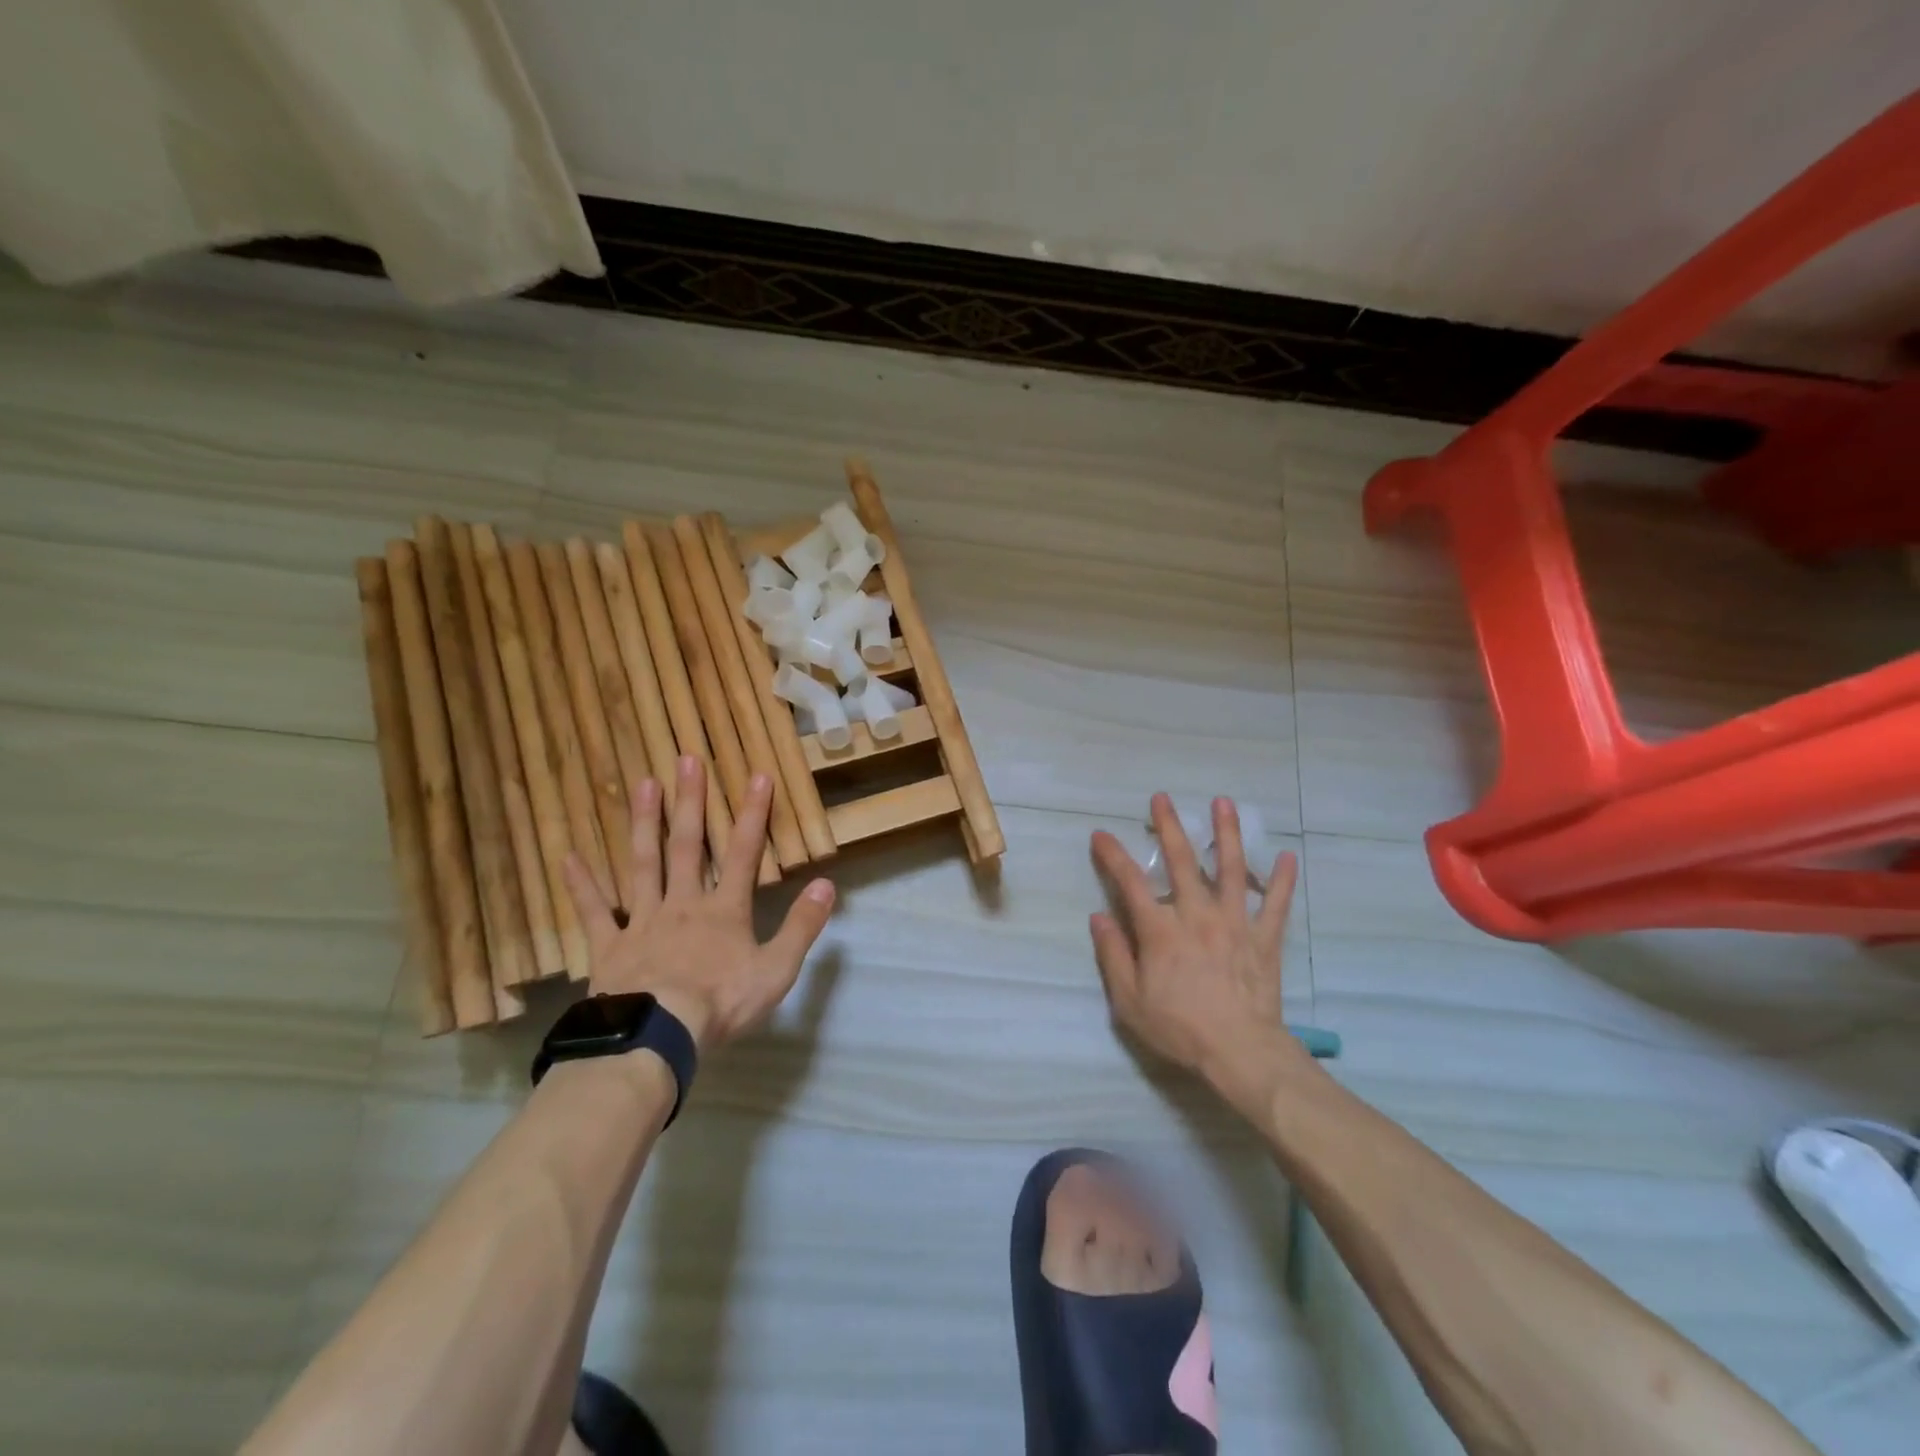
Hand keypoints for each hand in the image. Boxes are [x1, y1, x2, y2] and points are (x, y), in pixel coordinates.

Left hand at [564, 756, 834, 1052]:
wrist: (657, 1037)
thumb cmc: (720, 1003)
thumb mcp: (776, 970)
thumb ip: (801, 926)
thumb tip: (826, 885)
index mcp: (723, 910)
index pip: (743, 853)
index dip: (753, 814)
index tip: (757, 776)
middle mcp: (682, 904)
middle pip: (688, 846)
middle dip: (690, 802)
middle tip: (685, 760)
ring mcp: (642, 921)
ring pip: (643, 864)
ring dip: (645, 823)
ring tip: (643, 784)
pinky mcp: (610, 946)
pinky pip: (594, 912)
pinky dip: (582, 886)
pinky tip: (568, 858)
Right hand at [1089, 794, 1301, 1106]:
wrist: (1240, 1052)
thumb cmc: (1180, 1028)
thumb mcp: (1129, 1001)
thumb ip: (1113, 955)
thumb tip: (1099, 917)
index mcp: (1161, 930)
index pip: (1130, 883)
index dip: (1113, 855)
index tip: (1101, 835)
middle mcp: (1197, 915)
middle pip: (1182, 861)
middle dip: (1169, 826)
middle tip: (1162, 797)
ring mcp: (1235, 923)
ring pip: (1231, 869)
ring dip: (1227, 833)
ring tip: (1223, 803)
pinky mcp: (1264, 939)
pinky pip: (1276, 904)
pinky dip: (1282, 880)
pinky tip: (1289, 856)